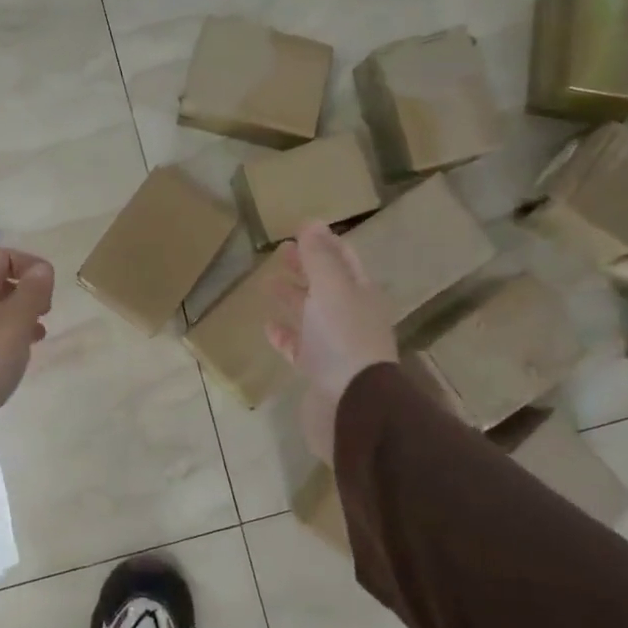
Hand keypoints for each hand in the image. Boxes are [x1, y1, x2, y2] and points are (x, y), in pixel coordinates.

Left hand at [0, 249, 55, 414]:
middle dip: (25, 294)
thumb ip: (33, 291)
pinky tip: (14, 356)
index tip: (49, 289)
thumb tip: (42, 269)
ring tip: (36, 336)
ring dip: (18, 317)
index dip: (30, 265)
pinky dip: (3, 337)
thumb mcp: (18, 319)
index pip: (3, 257)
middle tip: (44, 313)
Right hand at [264, 223, 396, 463]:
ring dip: (292, 298)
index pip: (343, 260)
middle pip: (325, 286)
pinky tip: (268, 326)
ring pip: (310, 315)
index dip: (323, 243)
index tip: (300, 228)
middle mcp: (351, 318)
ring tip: (267, 283)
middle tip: (279, 251)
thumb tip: (312, 222)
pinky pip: (298, 347)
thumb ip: (319, 257)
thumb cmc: (343, 338)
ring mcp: (335, 347)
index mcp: (360, 294)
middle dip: (305, 267)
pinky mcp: (317, 372)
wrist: (351, 404)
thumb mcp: (331, 288)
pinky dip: (284, 334)